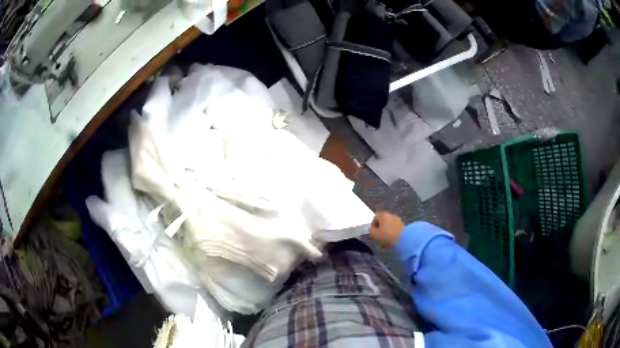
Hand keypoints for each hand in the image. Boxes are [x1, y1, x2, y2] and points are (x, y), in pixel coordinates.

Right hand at [369, 211, 403, 246]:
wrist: (404, 239)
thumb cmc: (387, 235)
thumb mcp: (375, 234)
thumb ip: (371, 230)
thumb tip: (372, 229)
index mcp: (384, 215)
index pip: (375, 216)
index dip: (373, 224)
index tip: (372, 232)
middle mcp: (391, 215)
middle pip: (383, 222)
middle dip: (380, 230)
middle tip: (378, 238)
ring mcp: (398, 221)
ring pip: (389, 227)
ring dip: (386, 234)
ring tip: (385, 244)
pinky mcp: (403, 227)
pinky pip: (395, 230)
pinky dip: (392, 236)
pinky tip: (391, 244)